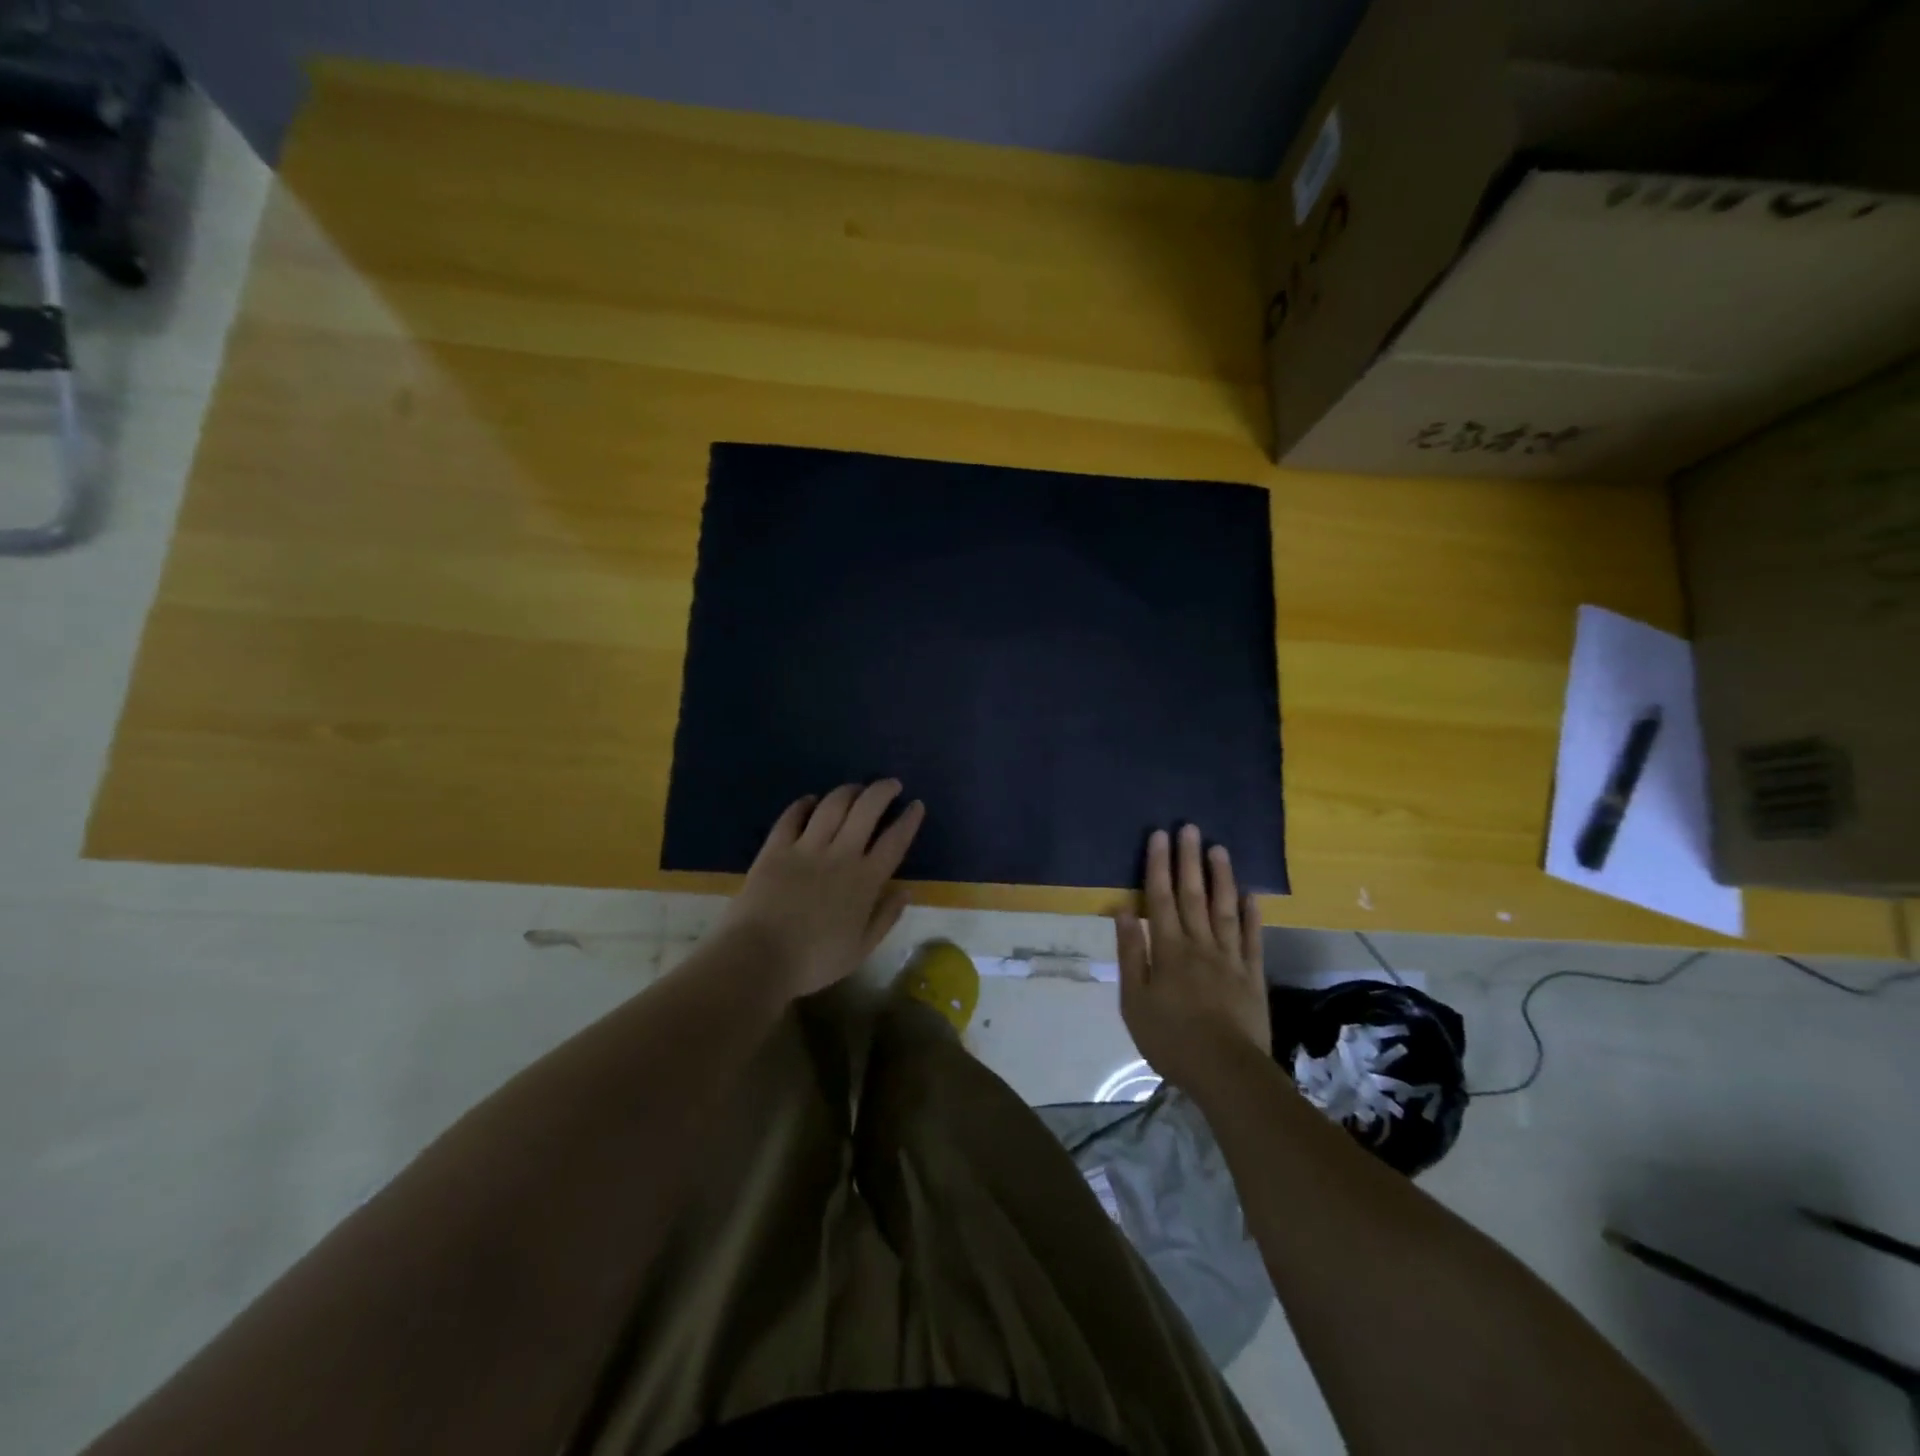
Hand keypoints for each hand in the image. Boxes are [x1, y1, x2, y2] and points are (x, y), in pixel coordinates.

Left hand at [716, 781, 924, 1000]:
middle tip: (891, 785)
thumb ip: (885, 918)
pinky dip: (804, 804)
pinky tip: (811, 800)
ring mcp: (806, 848)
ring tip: (856, 789)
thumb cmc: (813, 961)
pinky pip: (792, 816)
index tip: (916, 804)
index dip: (908, 820)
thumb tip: (905, 891)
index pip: (894, 841)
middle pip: (866, 810)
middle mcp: (840, 855)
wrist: (758, 958)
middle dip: (882, 791)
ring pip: (832, 805)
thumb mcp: (860, 950)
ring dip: (848, 791)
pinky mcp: (775, 848)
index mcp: (865, 881)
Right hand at [1116, 825, 1267, 1091]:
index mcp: (1169, 949)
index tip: (1159, 836)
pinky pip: (1252, 939)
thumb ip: (1131, 953)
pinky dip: (1251, 915)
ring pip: (1224, 909)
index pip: (1160, 898)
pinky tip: (1251, 896)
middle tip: (1189, 828)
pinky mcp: (1253, 976)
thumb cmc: (1171, 1039)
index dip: (1158, 865)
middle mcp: (1200, 944)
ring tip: (1218, 849)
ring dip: (1221, 877)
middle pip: (1193, 895)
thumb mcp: (1134, 1001)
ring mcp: (1230, 958)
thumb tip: (1123, 911)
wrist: (1226, 1072)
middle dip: (1189, 860)